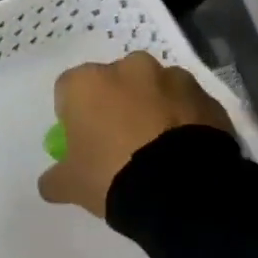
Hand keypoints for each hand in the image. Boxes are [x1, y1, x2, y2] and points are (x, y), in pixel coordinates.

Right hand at [37, 51, 234, 219]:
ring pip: (154, 89)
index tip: (81, 140)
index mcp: (89, 82)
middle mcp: (130, 68)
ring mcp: (173, 78)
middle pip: (114, 82)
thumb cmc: (112, 176)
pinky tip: (183, 151)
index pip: (68, 89)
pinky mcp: (206, 96)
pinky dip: (183, 120)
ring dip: (152, 108)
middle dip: (115, 104)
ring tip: (157, 149)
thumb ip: (55, 178)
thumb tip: (50, 182)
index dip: (72, 114)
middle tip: (120, 142)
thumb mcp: (70, 186)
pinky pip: (186, 104)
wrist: (181, 189)